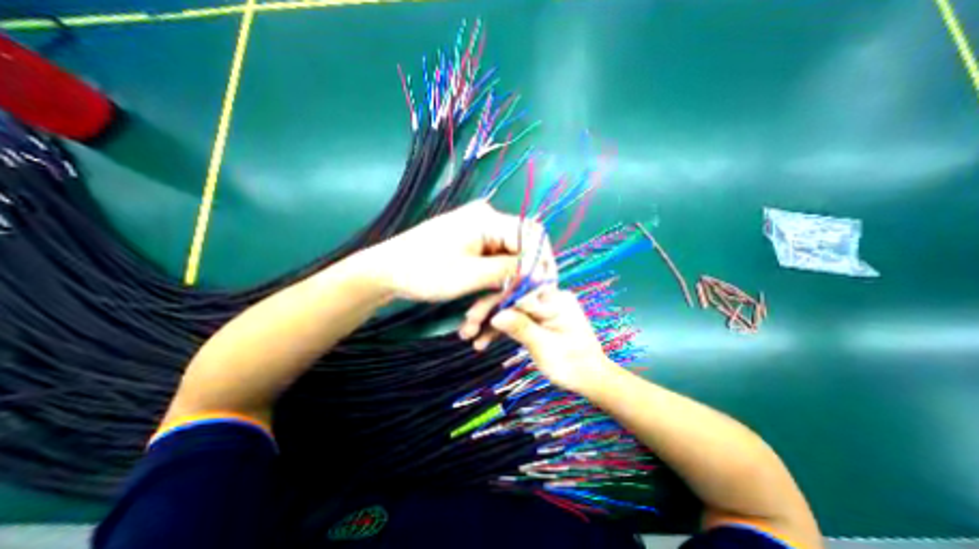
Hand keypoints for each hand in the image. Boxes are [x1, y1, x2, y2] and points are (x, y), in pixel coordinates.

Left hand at [360, 201, 557, 301]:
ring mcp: (480, 235)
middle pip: (521, 250)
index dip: (542, 261)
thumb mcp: (470, 274)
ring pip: (507, 263)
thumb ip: (508, 270)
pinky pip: (493, 267)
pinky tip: (477, 312)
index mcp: (487, 219)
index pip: (532, 234)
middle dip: (520, 281)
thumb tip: (537, 272)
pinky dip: (490, 289)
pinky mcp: (473, 248)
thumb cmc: (424, 270)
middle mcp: (487, 222)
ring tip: (482, 320)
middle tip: (518, 306)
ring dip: (501, 291)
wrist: (387, 272)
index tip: (542, 289)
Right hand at [463, 285, 613, 397]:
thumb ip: (521, 328)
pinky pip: (516, 320)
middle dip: (487, 314)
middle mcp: (548, 297)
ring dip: (490, 324)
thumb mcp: (545, 347)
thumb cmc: (572, 364)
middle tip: (466, 329)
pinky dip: (501, 330)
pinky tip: (483, 341)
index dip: (493, 304)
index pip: (518, 294)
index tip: (472, 316)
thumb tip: (495, 315)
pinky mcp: (537, 318)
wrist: (589, 377)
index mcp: (555, 298)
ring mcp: (542, 308)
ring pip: (510, 311)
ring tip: (470, 338)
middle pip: (511, 301)